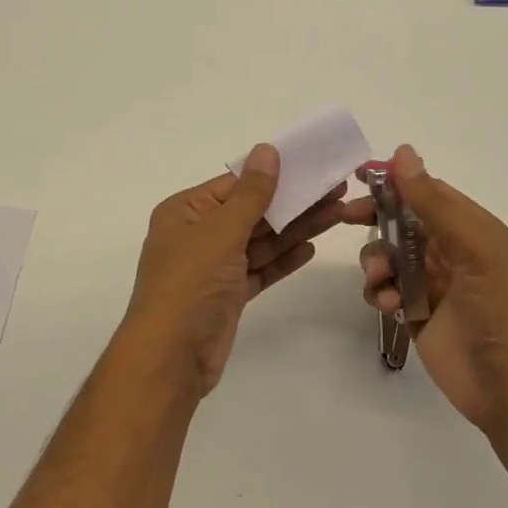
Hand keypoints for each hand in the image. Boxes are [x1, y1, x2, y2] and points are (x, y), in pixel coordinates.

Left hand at [122, 144, 349, 396]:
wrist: (171, 357)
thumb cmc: (190, 283)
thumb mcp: (221, 231)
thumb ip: (250, 194)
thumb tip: (267, 150)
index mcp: (185, 211)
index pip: (235, 184)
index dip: (274, 174)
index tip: (311, 165)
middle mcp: (198, 235)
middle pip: (252, 212)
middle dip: (293, 202)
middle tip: (336, 190)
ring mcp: (214, 267)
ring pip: (260, 241)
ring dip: (296, 229)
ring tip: (337, 213)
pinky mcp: (228, 296)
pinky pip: (260, 269)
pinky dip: (283, 259)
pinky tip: (310, 248)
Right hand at [354, 145, 507, 433]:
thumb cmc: (498, 307)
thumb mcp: (472, 246)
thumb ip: (433, 202)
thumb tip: (402, 153)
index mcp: (469, 228)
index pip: (426, 192)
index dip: (394, 181)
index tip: (360, 175)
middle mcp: (448, 251)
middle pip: (400, 221)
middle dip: (374, 218)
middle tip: (348, 217)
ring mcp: (430, 283)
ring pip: (387, 256)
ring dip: (375, 262)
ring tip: (380, 281)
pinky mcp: (415, 313)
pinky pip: (385, 290)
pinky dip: (379, 292)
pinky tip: (389, 305)